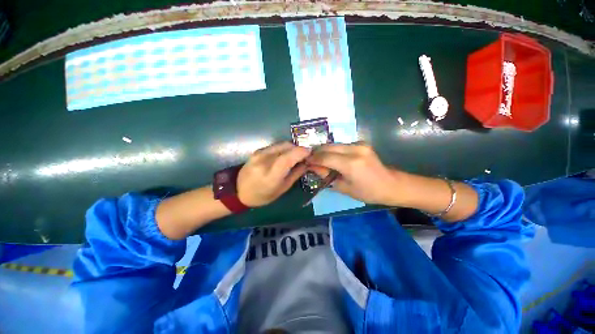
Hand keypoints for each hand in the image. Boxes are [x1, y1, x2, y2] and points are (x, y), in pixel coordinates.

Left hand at [237, 142, 310, 206]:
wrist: (239, 192)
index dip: (301, 152)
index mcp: (270, 175)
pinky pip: (275, 146)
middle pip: (286, 147)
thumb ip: (296, 174)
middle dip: (298, 149)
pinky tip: (285, 155)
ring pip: (281, 144)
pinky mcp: (257, 151)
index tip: (310, 152)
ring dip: (292, 148)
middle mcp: (263, 161)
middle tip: (305, 155)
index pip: (288, 158)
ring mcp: (259, 154)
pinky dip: (284, 149)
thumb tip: (307, 163)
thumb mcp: (282, 189)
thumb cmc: (263, 196)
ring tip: (296, 156)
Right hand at [306, 143, 403, 204]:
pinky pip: (341, 145)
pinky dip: (333, 150)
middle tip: (309, 159)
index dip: (313, 159)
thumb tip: (314, 168)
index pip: (325, 157)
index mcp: (351, 164)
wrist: (391, 184)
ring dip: (324, 151)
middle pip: (328, 147)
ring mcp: (359, 144)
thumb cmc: (368, 192)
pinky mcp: (361, 143)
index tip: (305, 162)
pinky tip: (331, 157)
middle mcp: (355, 149)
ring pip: (334, 144)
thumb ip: (327, 176)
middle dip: (316, 152)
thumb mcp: (344, 188)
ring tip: (318, 159)